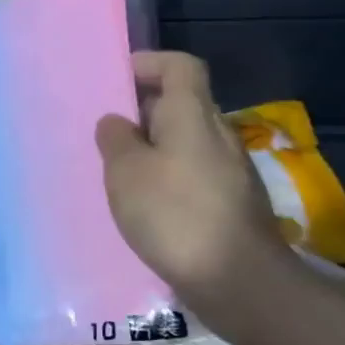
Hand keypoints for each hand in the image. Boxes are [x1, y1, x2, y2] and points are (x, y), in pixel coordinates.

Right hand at [95, 52, 294, 316]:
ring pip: (186, 142)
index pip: (180, 66)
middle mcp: (217, 134)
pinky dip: (167, 177)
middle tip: (105, 132)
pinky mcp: (231, 204)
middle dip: (142, 111)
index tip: (116, 80)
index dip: (149, 63)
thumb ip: (116, 139)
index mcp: (193, 115)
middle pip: (181, 104)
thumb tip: (117, 122)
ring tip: (118, 171)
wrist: (239, 281)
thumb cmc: (175, 214)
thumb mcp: (126, 172)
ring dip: (153, 148)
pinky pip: (192, 173)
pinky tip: (145, 206)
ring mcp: (230, 171)